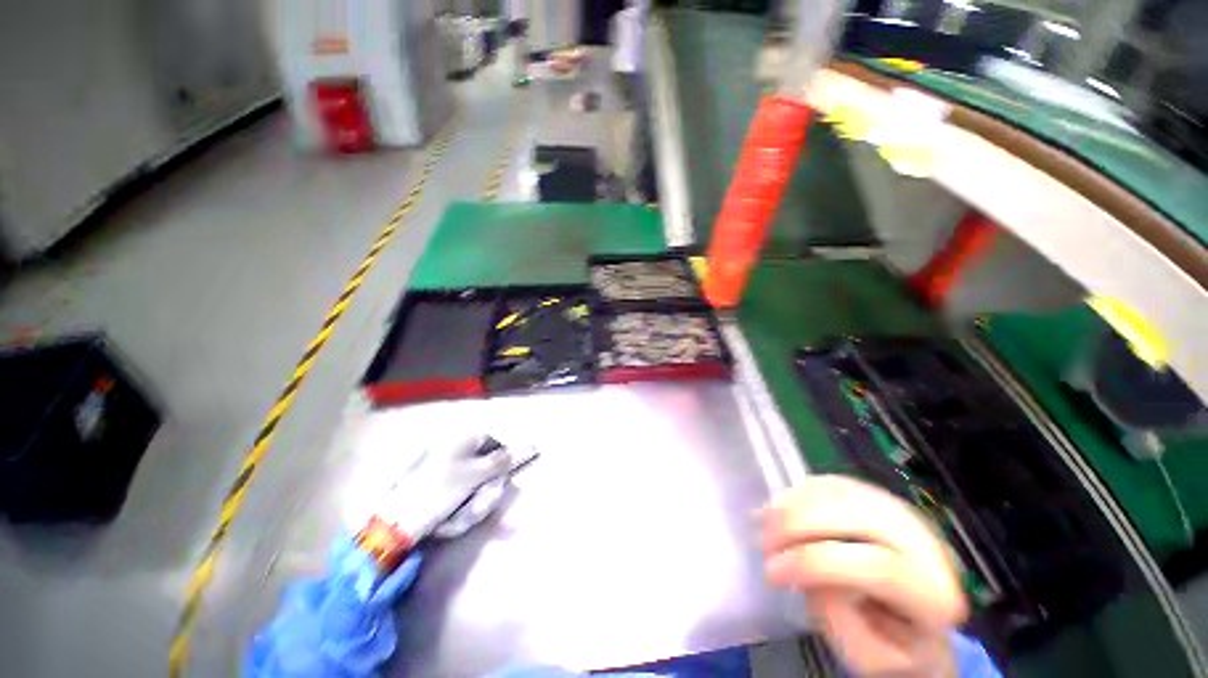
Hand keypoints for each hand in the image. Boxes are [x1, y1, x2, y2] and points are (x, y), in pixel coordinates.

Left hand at [376, 435, 513, 544]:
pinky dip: (458, 511)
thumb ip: (506, 459)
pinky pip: (459, 496)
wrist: (394, 523)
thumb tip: (534, 444)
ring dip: (470, 506)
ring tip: (455, 520)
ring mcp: (443, 467)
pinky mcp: (436, 486)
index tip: (495, 485)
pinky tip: (448, 522)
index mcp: (463, 438)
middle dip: (483, 492)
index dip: (500, 466)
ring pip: (474, 485)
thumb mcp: (476, 475)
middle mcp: (455, 448)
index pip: (496, 444)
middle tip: (473, 508)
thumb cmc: (439, 491)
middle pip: (486, 466)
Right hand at [761, 476, 967, 677]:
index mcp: (935, 596)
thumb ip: (843, 624)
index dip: (816, 564)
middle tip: (763, 540)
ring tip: (765, 522)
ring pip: (842, 492)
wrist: (914, 618)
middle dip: (799, 523)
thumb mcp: (866, 657)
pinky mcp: (878, 495)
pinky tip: (781, 509)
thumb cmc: (888, 644)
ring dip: (794, 503)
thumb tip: (813, 576)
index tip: (772, 573)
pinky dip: (800, 491)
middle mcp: (928, 545)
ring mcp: (903, 513)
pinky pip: (834, 482)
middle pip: (858, 517)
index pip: (877, 568)